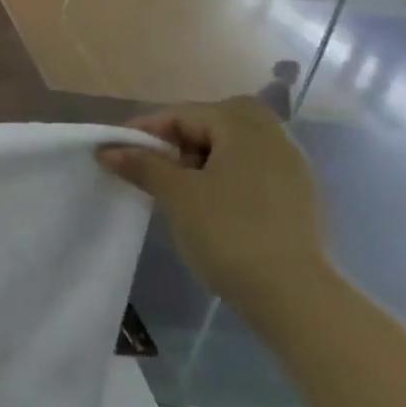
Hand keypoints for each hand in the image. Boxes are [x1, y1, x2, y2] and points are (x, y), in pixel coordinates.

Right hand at [98, 97, 329, 308]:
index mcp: (245, 128)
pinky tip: (209, 205)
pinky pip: (252, 169)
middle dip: (182, 136)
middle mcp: (274, 137)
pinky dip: (225, 175)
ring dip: (203, 156)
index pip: (185, 113)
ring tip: (178, 186)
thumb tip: (108, 149)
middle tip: (157, 163)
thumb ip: (142, 165)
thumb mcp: (176, 195)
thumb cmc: (227, 232)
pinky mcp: (297, 197)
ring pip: (236, 145)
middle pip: (218, 120)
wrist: (291, 293)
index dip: (146, 129)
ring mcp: (291, 168)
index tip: (118, 152)